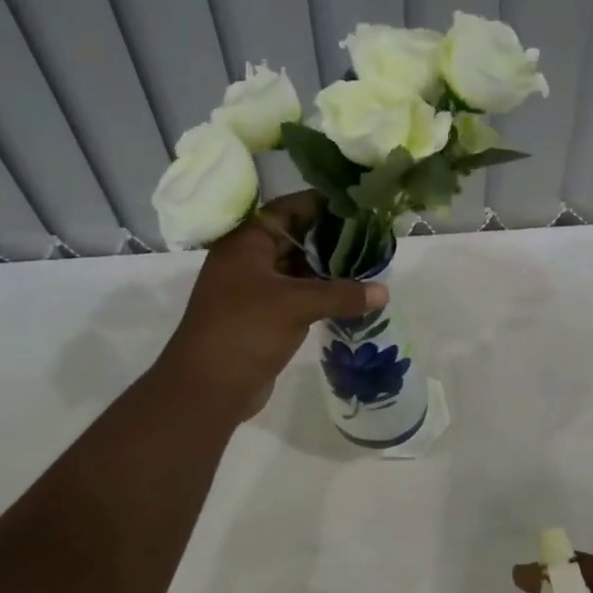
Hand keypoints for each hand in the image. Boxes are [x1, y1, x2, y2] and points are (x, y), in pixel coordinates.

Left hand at [157, 192, 385, 420]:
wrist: (208, 388)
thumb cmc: (245, 331)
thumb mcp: (295, 305)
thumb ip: (341, 294)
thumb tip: (384, 292)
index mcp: (246, 244)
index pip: (287, 210)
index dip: (321, 205)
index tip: (358, 206)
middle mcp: (248, 261)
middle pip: (294, 238)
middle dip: (331, 239)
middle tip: (372, 237)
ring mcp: (254, 290)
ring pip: (297, 270)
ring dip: (328, 269)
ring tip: (368, 266)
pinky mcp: (263, 317)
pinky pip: (297, 296)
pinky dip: (321, 295)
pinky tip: (350, 297)